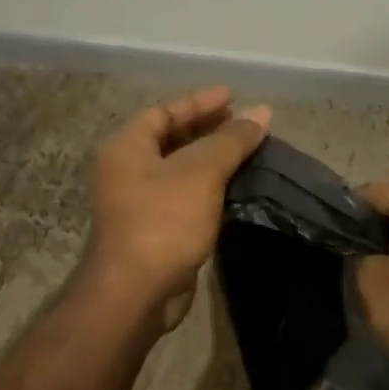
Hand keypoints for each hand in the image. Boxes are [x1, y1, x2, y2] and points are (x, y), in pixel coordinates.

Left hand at [88, 87, 270, 330]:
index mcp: (126, 148)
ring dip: (211, 158)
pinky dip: (208, 185)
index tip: (233, 96)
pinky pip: (184, 194)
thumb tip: (262, 112)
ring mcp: (138, 202)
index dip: (199, 102)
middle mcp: (126, 171)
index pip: (164, 112)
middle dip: (208, 129)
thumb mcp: (202, 172)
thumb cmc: (164, 220)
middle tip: (243, 124)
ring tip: (247, 150)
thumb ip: (232, 140)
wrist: (137, 293)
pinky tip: (236, 186)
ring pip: (179, 168)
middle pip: (170, 138)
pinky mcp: (154, 229)